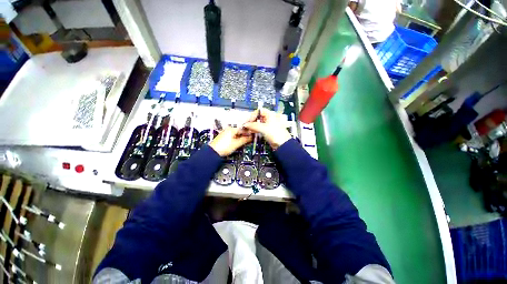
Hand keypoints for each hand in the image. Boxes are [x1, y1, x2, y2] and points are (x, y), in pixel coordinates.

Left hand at [209, 127, 251, 156]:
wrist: (213, 152)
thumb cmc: (223, 147)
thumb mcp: (236, 144)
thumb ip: (244, 140)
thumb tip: (250, 138)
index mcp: (231, 129)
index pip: (243, 129)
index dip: (249, 133)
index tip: (252, 136)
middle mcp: (228, 130)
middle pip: (239, 131)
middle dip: (245, 135)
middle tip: (250, 139)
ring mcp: (225, 134)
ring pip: (236, 134)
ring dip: (241, 138)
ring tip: (245, 142)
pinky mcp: (224, 138)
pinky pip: (232, 137)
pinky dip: (236, 139)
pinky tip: (238, 143)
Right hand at [242, 108, 291, 149]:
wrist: (283, 144)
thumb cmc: (276, 134)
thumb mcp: (263, 128)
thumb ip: (253, 125)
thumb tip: (245, 124)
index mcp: (271, 114)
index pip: (259, 111)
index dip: (253, 115)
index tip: (249, 121)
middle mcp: (270, 118)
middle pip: (258, 117)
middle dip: (252, 121)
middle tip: (246, 125)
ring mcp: (269, 125)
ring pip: (259, 123)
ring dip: (253, 125)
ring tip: (247, 129)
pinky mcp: (268, 131)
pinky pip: (260, 128)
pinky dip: (255, 129)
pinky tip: (251, 132)